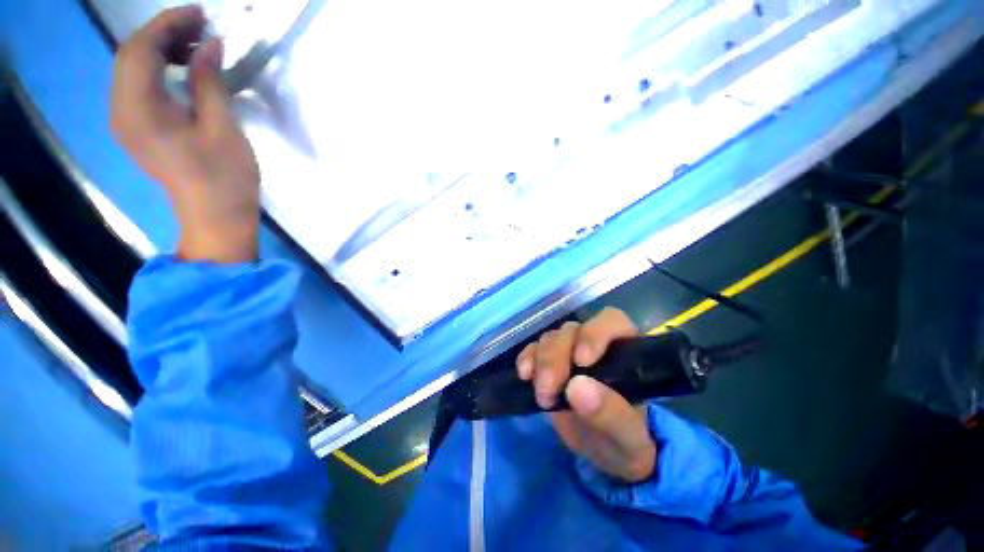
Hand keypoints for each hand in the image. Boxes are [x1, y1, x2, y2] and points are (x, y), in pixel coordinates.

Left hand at [111, 5, 260, 262]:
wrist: (216, 216)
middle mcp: (122, 110)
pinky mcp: (137, 128)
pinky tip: (181, 68)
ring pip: (132, 68)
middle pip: (130, 55)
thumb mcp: (222, 127)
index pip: (140, 49)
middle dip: (163, 32)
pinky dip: (157, 69)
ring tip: (194, 45)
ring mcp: (126, 121)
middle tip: (200, 27)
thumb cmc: (225, 177)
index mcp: (139, 109)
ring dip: (160, 49)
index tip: (200, 13)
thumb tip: (210, 44)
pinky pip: (138, 86)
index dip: (168, 24)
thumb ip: (209, 81)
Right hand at [517, 308, 656, 482]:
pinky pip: (533, 348)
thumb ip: (612, 415)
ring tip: (542, 396)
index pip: (611, 321)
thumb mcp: (628, 440)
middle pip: (571, 331)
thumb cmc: (625, 442)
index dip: (594, 333)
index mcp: (625, 352)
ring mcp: (568, 351)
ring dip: (541, 362)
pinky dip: (527, 358)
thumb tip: (578, 387)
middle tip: (548, 391)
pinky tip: (525, 376)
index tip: (581, 361)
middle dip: (556, 357)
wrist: (603, 453)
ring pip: (551, 338)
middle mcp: (594, 344)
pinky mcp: (548, 362)